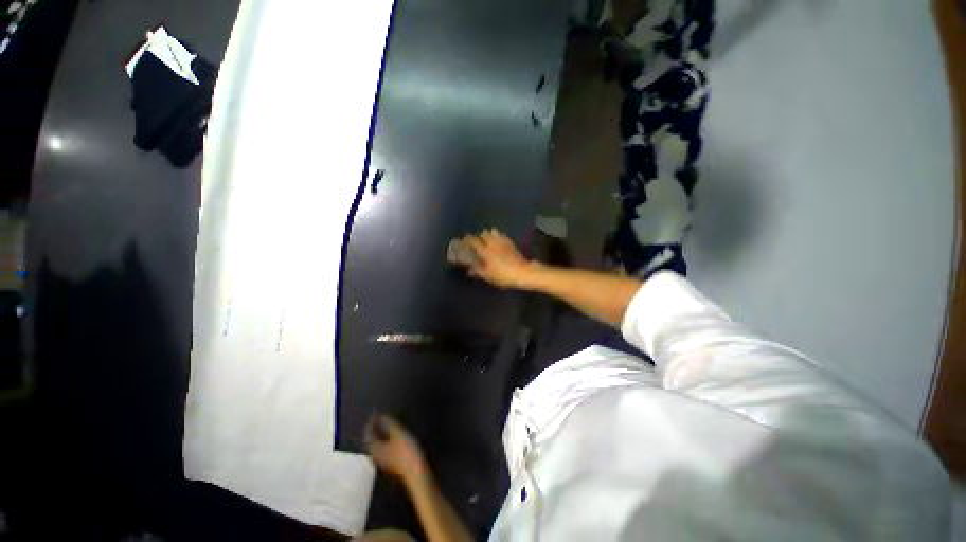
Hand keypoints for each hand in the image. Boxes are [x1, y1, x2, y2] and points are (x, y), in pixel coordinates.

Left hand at [365, 414, 427, 483]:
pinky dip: (384, 440)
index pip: (368, 434)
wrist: (416, 472)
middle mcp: (376, 455)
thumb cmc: (406, 452)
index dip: (370, 423)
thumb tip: (381, 416)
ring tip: (385, 425)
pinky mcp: (391, 463)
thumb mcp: (398, 434)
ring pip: (377, 445)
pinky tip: (392, 437)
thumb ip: (389, 424)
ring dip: (379, 434)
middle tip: (378, 418)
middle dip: (374, 428)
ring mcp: (383, 461)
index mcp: (375, 448)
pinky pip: (383, 448)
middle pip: (371, 441)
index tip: (374, 413)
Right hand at [464, 229, 532, 288]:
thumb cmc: (503, 275)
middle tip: (476, 244)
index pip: (473, 240)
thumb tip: (468, 270)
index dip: (467, 240)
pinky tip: (497, 243)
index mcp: (485, 250)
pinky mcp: (510, 242)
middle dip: (478, 237)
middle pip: (483, 233)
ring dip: (488, 235)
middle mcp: (492, 242)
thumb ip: (477, 271)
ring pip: (492, 231)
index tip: (463, 243)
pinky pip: (501, 235)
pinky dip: (497, 236)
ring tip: (487, 242)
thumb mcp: (488, 276)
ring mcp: (502, 241)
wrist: (522, 272)